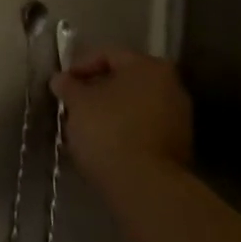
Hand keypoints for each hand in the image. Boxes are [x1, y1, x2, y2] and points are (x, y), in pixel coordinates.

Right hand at [52, 49, 193, 193]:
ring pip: (134, 106)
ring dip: (110, 112)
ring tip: (85, 127)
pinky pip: (143, 128)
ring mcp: (179, 118)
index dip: (80, 66)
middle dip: (96, 90)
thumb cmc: (109, 131)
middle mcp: (171, 86)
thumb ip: (68, 86)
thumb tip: (61, 79)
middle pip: (124, 80)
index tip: (62, 84)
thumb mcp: (78, 103)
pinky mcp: (178, 147)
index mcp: (148, 66)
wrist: (146, 187)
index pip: (108, 54)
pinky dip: (124, 130)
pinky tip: (104, 144)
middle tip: (73, 104)